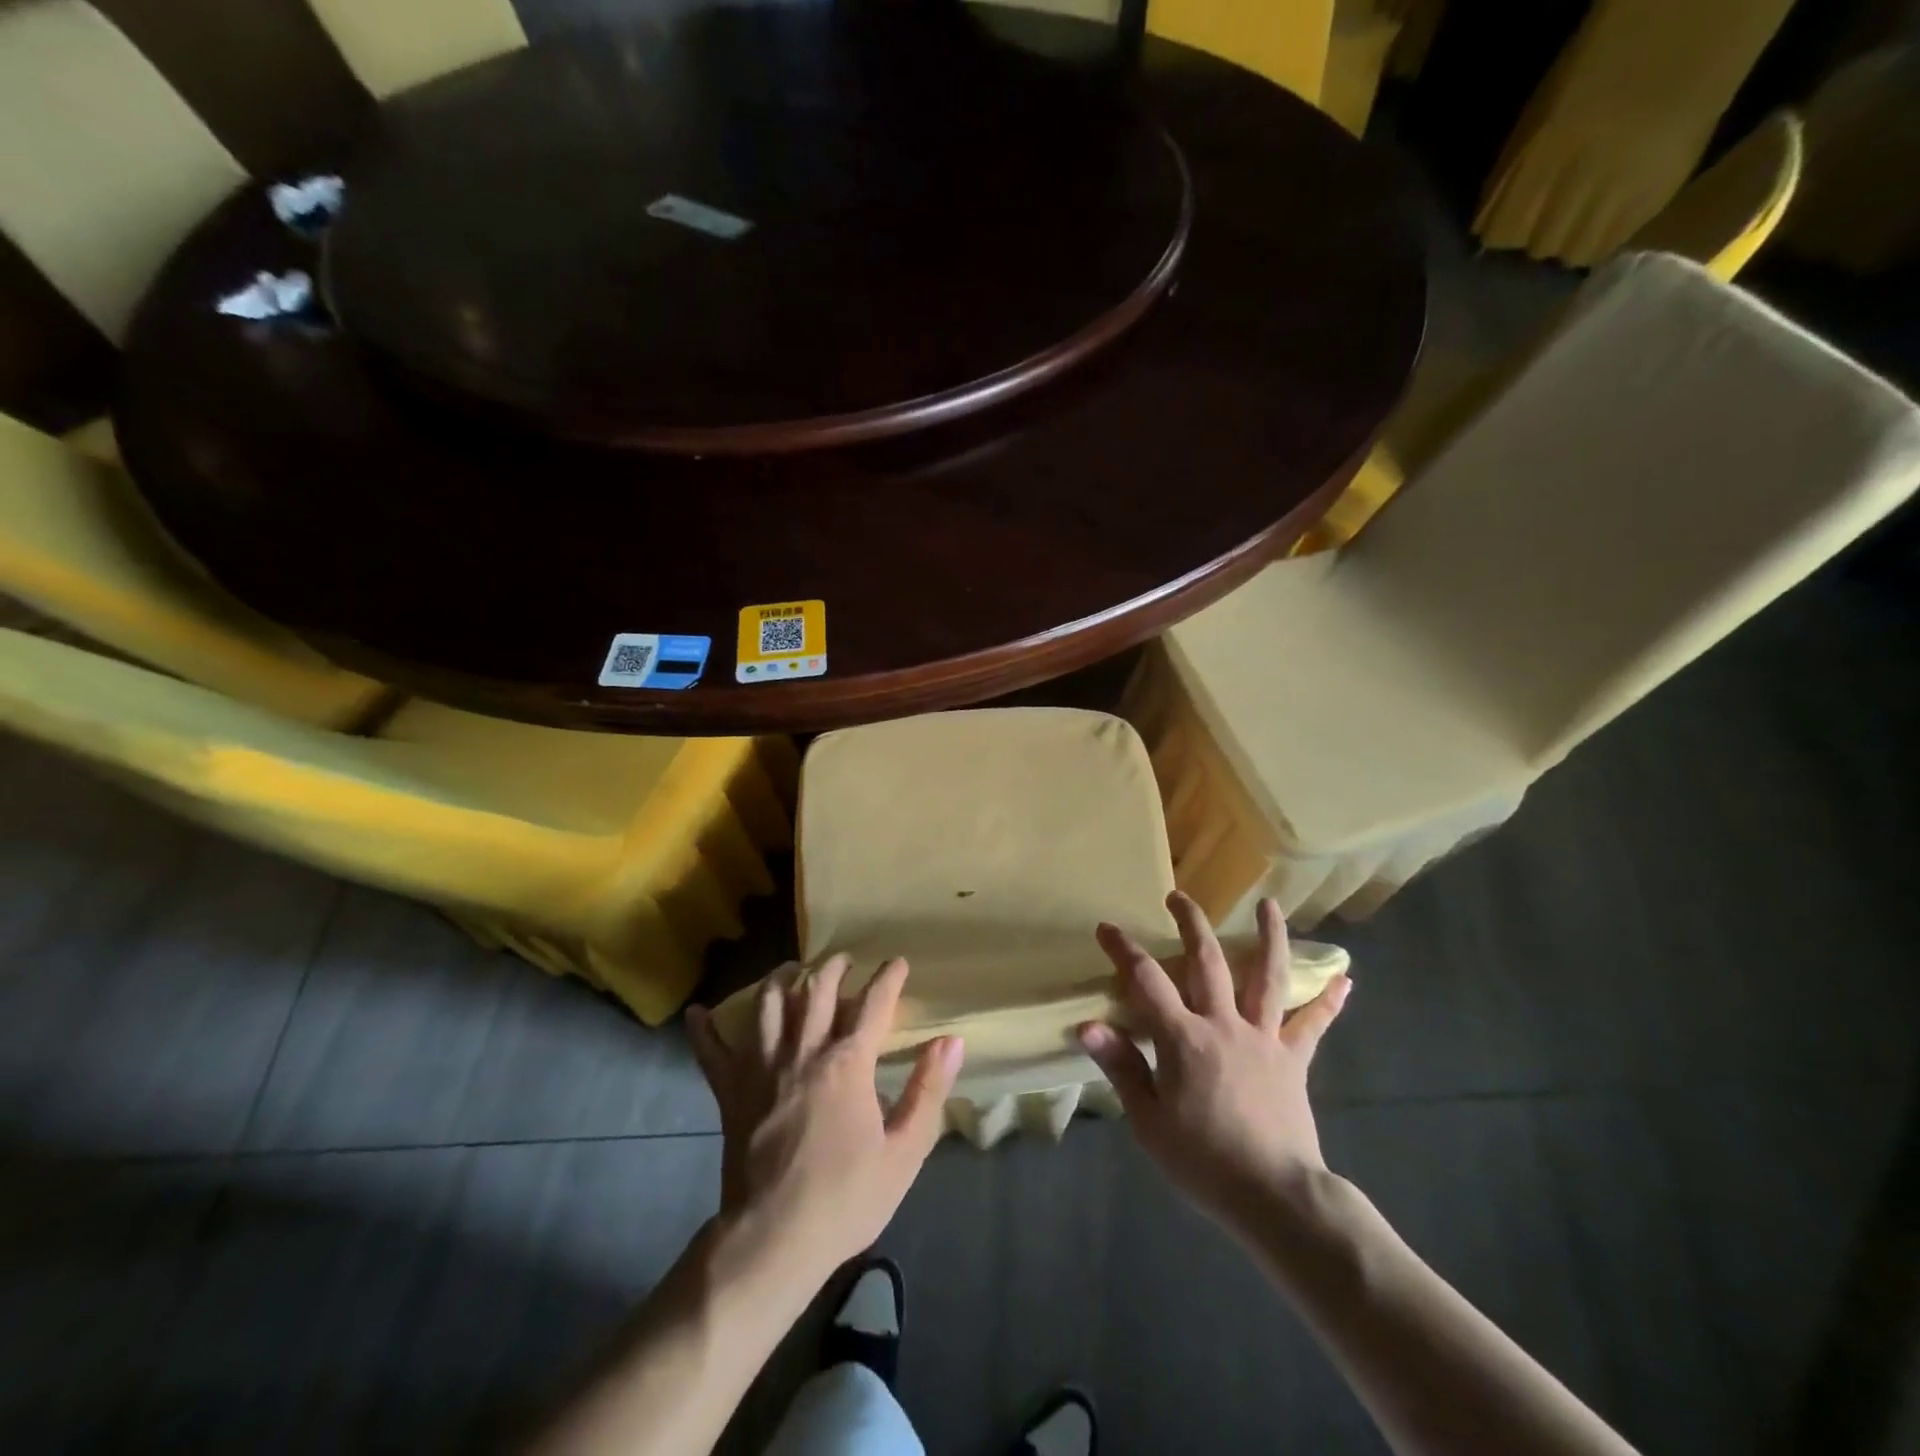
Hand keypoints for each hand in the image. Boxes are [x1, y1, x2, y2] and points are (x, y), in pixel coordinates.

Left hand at [687, 956, 962, 1282]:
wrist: (774, 1241)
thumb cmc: (847, 1198)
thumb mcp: (905, 1151)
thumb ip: (928, 1090)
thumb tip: (951, 1041)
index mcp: (847, 1064)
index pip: (873, 1005)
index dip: (888, 979)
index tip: (898, 963)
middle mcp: (803, 1053)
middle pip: (816, 991)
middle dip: (833, 967)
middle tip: (844, 960)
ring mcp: (761, 1069)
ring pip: (767, 1005)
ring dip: (780, 979)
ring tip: (791, 969)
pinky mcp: (730, 1092)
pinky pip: (712, 1052)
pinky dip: (704, 1030)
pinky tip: (698, 1013)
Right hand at [1079, 892, 1350, 1230]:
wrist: (1275, 1196)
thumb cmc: (1203, 1161)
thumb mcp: (1148, 1120)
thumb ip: (1121, 1066)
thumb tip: (1088, 1025)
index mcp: (1183, 1038)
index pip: (1146, 981)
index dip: (1123, 950)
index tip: (1106, 927)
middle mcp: (1223, 1024)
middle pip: (1207, 961)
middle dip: (1190, 924)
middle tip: (1178, 896)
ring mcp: (1263, 1038)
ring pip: (1266, 977)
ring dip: (1268, 937)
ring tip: (1271, 905)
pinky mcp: (1293, 1059)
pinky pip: (1311, 1024)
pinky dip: (1327, 1000)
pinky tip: (1345, 978)